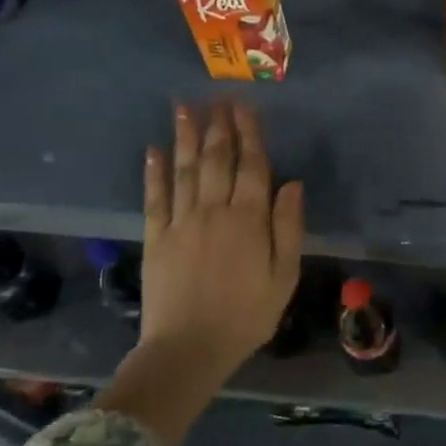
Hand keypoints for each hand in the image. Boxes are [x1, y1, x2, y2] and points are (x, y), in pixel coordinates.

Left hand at [139, 102, 303, 367]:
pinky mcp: (156, 237)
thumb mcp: (284, 276)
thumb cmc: (246, 315)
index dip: (250, 134)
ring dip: (185, 136)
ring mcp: (181, 222)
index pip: (252, 166)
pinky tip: (153, 149)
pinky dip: (154, 172)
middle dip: (218, 126)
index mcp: (249, 219)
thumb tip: (292, 184)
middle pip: (216, 160)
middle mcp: (214, 211)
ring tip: (184, 107)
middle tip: (217, 97)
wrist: (189, 348)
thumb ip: (289, 228)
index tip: (245, 106)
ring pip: (185, 170)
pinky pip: (154, 197)